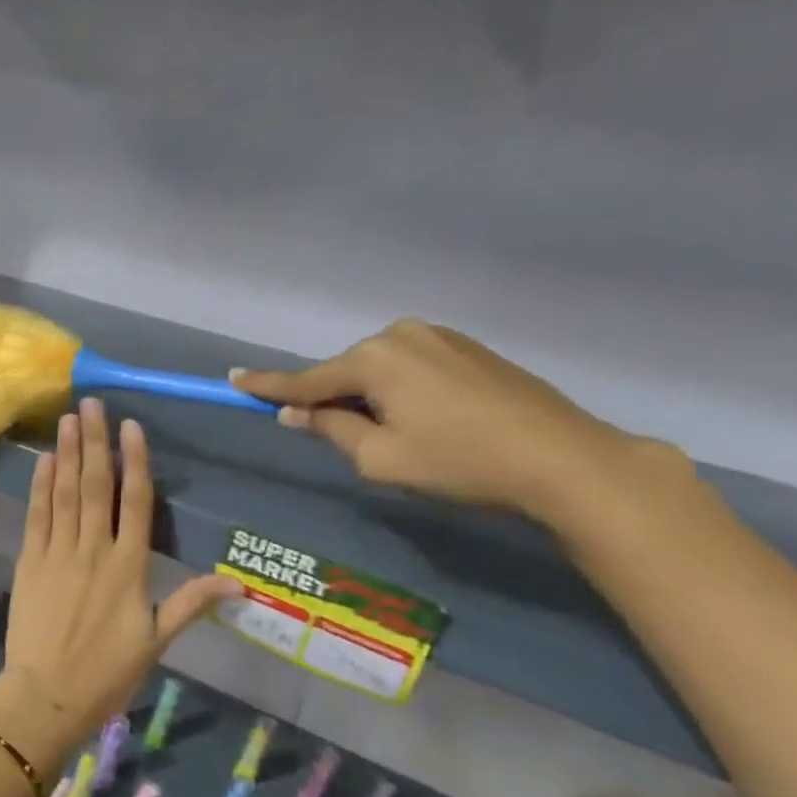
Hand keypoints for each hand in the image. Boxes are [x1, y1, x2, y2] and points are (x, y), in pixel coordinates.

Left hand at [0, 399, 238, 780]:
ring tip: (68, 419)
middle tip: (92, 404)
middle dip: (95, 442)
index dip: (135, 462)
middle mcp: (94, 550)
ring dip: (66, 453)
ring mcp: (58, 553)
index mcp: (130, 567)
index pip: (136, 502)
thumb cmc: (107, 673)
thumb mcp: (156, 642)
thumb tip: (239, 584)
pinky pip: (37, 515)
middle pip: (96, 486)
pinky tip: (43, 460)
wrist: (48, 695)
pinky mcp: (30, 561)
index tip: (131, 427)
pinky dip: (40, 486)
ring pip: (65, 493)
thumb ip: (192, 604)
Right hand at [231, 320, 668, 524]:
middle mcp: (400, 335)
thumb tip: (296, 413)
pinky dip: (402, 390)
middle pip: (345, 371)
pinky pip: (412, 366)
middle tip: (339, 436)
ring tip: (397, 436)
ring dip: (371, 396)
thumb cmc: (459, 461)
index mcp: (373, 359)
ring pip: (380, 369)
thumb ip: (331, 428)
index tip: (231, 379)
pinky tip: (428, 421)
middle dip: (334, 399)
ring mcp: (439, 337)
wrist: (564, 459)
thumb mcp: (380, 457)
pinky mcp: (469, 348)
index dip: (266, 386)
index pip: (305, 380)